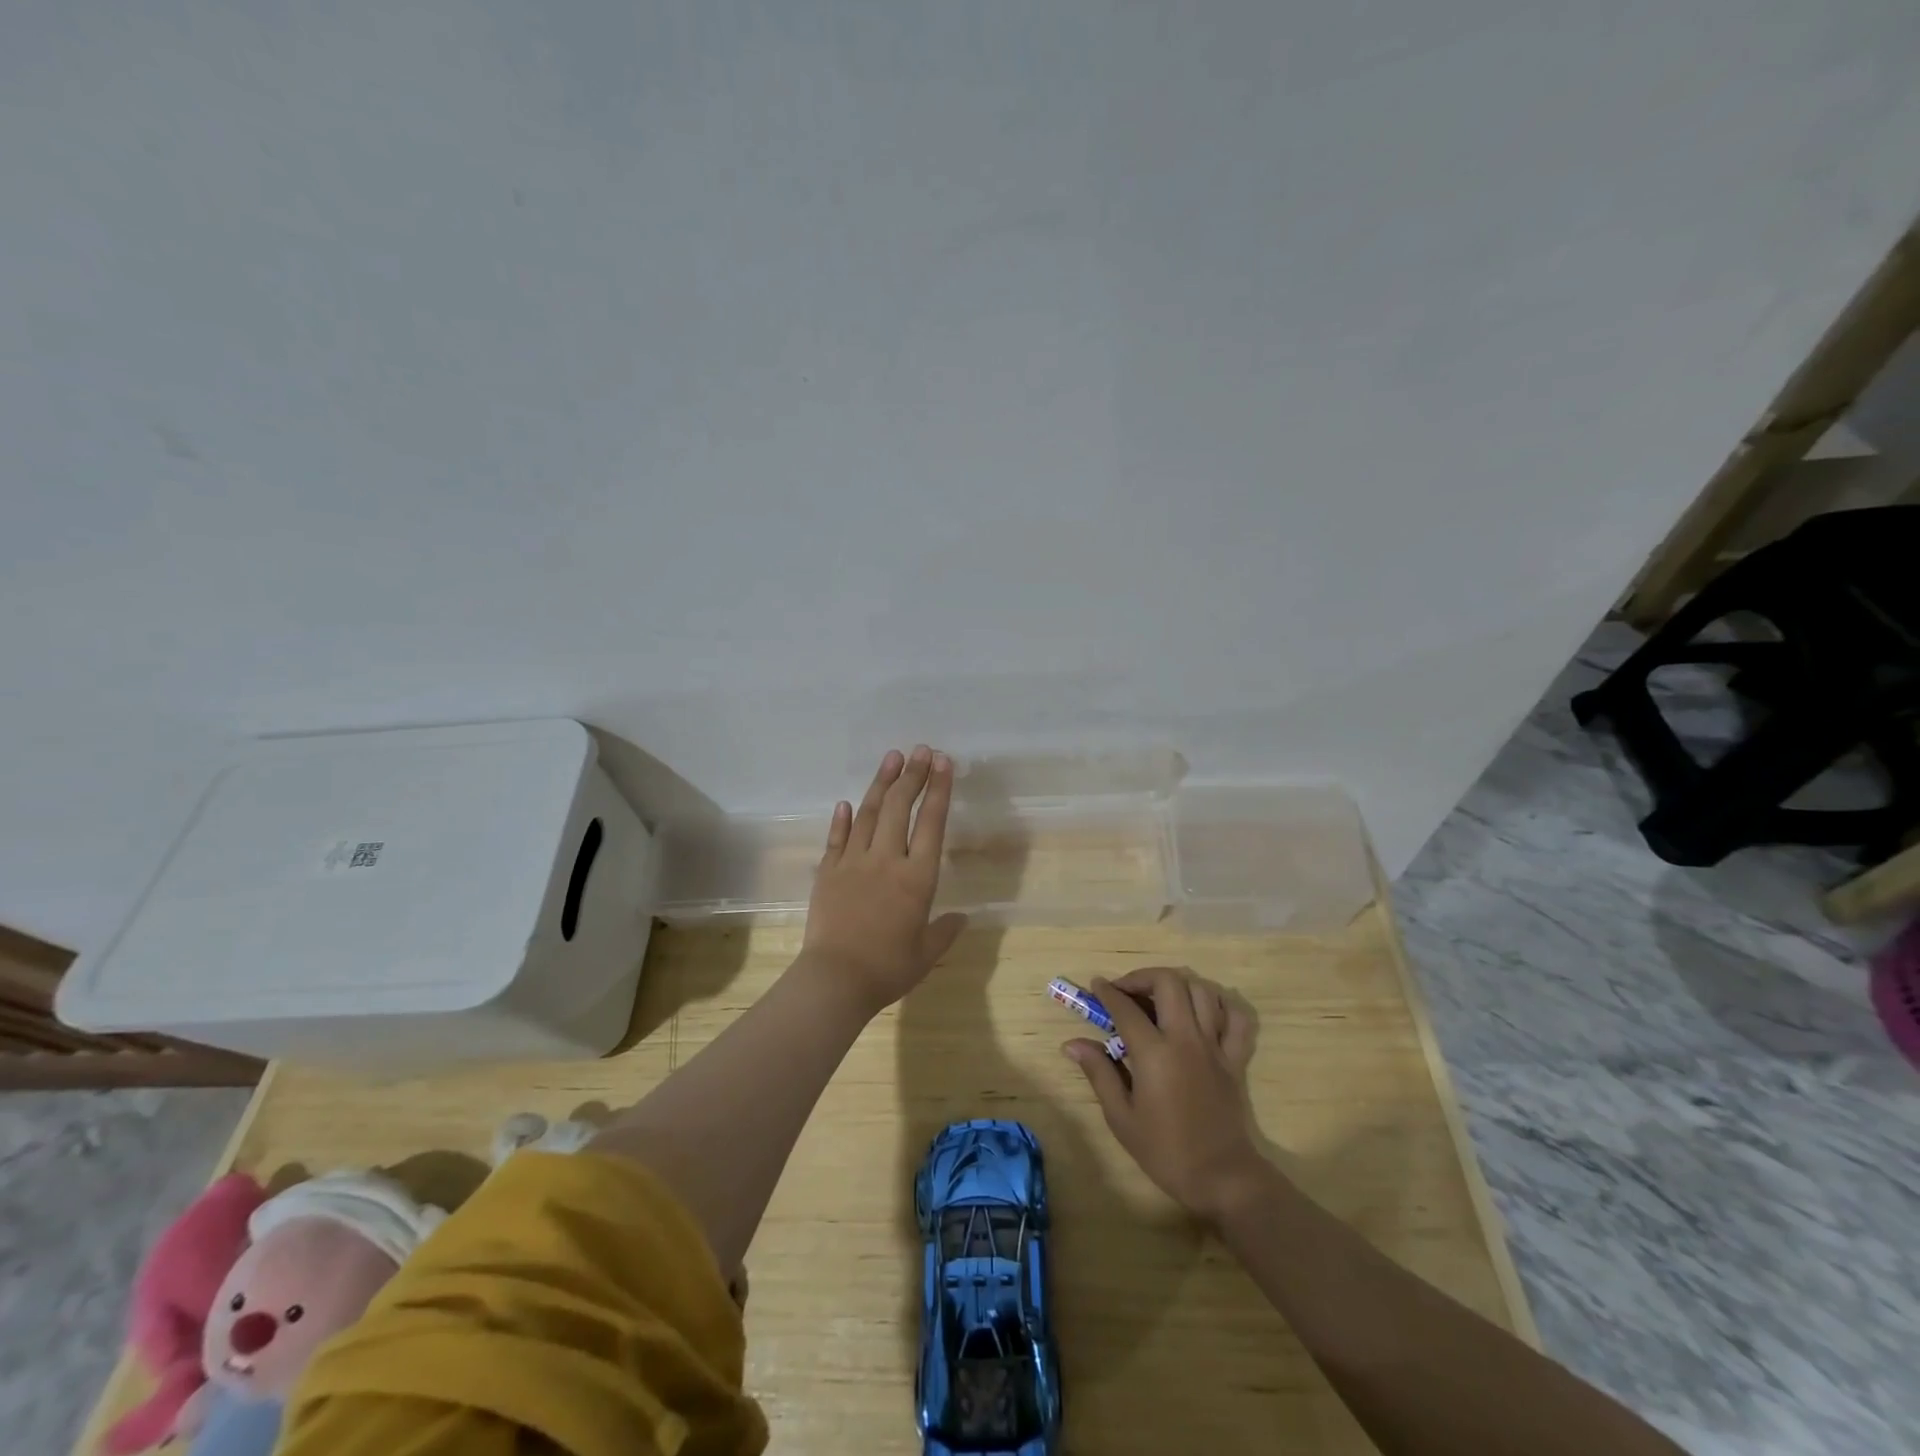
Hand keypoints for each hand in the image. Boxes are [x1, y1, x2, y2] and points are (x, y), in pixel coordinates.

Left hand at [800, 746, 966, 1014]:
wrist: (835, 979)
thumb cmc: (888, 968)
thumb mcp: (926, 953)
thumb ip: (945, 930)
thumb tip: (962, 917)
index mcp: (917, 878)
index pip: (931, 823)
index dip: (938, 789)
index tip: (943, 762)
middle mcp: (886, 860)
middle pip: (899, 808)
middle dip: (912, 775)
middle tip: (920, 749)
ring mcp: (853, 862)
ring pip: (867, 813)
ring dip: (881, 783)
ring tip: (892, 758)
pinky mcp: (828, 872)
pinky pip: (837, 838)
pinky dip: (842, 818)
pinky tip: (846, 802)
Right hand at [1064, 966, 1264, 1222]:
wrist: (1222, 1178)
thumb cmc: (1165, 1151)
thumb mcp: (1121, 1117)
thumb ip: (1099, 1073)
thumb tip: (1073, 1043)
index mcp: (1155, 1053)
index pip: (1126, 1007)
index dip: (1107, 992)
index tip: (1096, 985)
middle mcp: (1186, 1038)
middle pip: (1168, 982)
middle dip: (1142, 977)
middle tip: (1127, 990)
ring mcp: (1215, 1045)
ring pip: (1202, 990)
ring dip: (1178, 985)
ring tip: (1161, 997)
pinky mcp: (1236, 1057)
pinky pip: (1237, 1017)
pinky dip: (1221, 1004)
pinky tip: (1204, 1010)